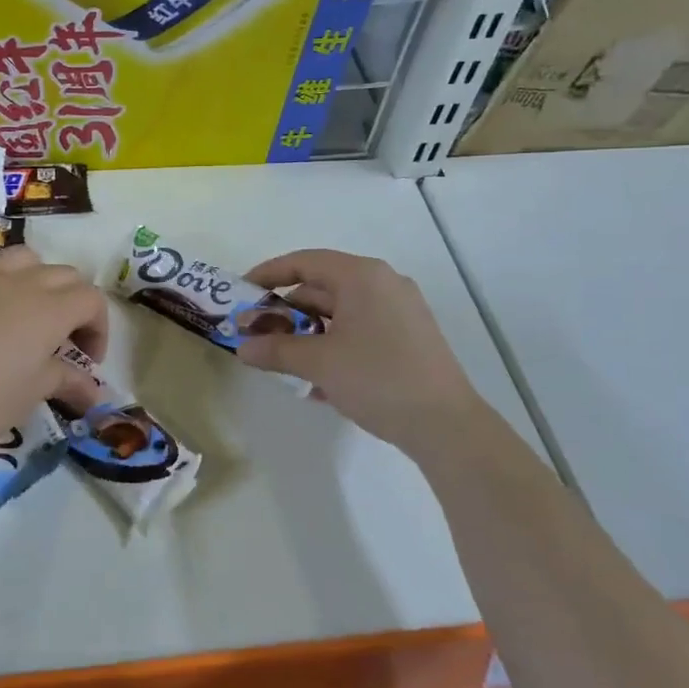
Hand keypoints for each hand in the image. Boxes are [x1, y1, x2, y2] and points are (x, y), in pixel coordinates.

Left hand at [0, 245, 106, 466]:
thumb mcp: (32, 394)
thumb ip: (67, 382)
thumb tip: (95, 393)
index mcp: (49, 308)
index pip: (91, 299)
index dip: (98, 328)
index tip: (88, 361)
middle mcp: (19, 282)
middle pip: (64, 275)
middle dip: (74, 304)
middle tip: (65, 343)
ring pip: (23, 258)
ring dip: (37, 279)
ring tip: (29, 313)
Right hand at [235, 249, 479, 454]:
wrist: (446, 425)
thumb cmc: (377, 379)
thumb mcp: (319, 363)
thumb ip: (276, 349)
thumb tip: (242, 347)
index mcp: (362, 276)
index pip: (304, 262)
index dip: (268, 274)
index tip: (242, 293)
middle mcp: (383, 284)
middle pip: (322, 287)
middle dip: (286, 311)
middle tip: (258, 334)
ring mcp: (400, 311)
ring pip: (340, 312)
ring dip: (308, 333)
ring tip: (283, 360)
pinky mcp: (409, 338)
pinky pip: (360, 331)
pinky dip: (334, 345)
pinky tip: (316, 381)